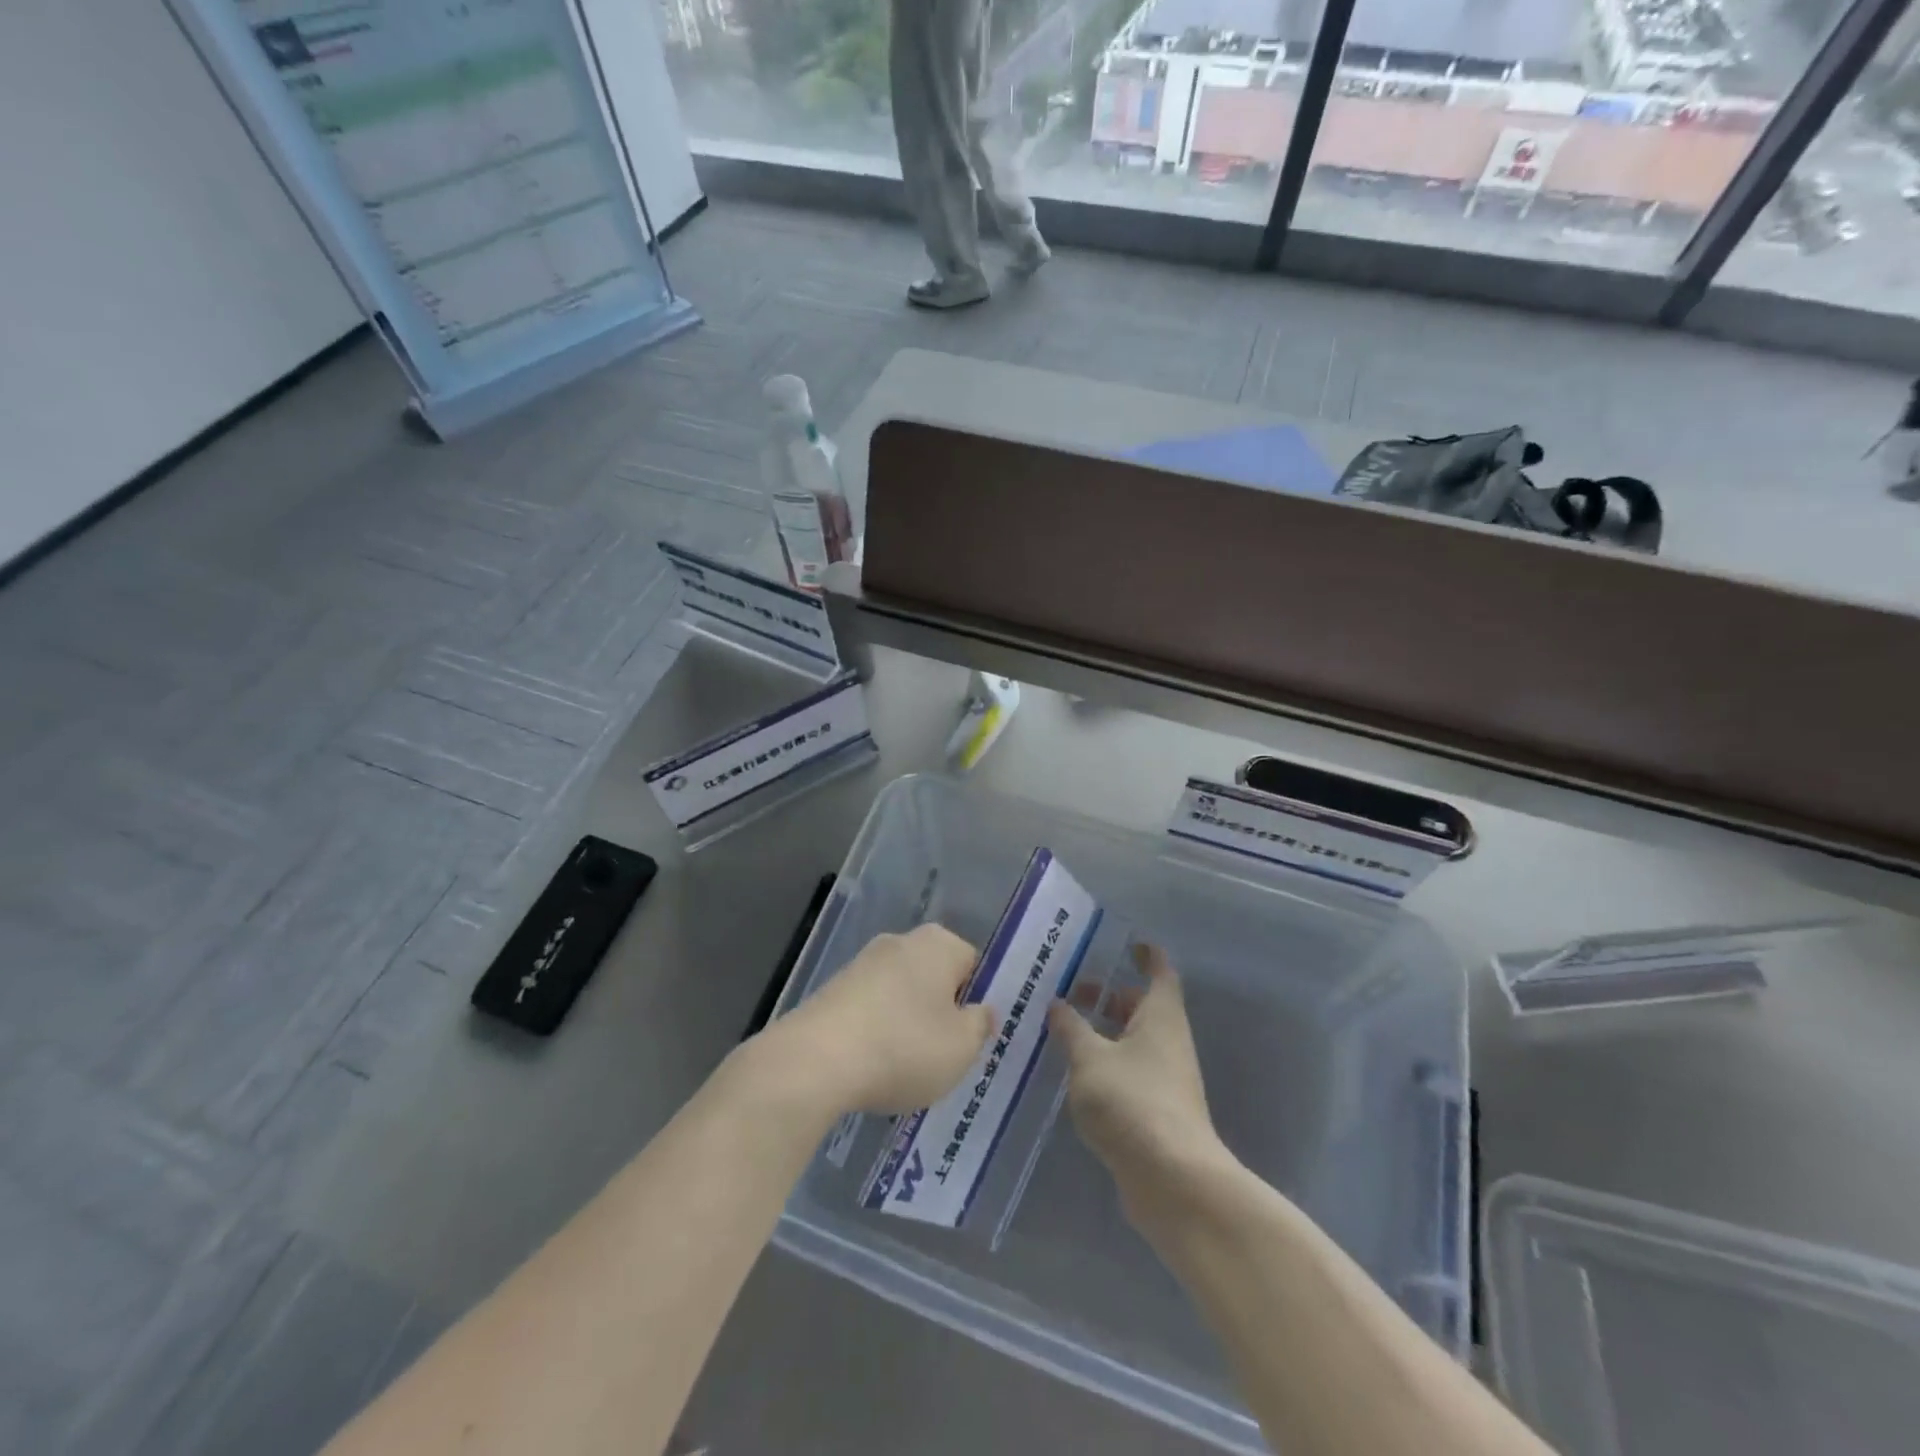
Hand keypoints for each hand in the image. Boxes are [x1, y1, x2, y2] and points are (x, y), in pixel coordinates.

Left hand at [771, 924, 993, 1115]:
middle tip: (942, 1055)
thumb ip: (980, 1025)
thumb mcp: (961, 1047)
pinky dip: (876, 1031)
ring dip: (906, 1023)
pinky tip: (871, 1065)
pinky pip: (870, 1008)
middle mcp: (901, 941)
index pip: (972, 965)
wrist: (816, 1060)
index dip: (975, 1001)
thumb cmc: (904, 1047)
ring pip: (901, 994)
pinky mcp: (833, 987)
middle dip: (939, 1011)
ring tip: (903, 1068)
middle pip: (934, 976)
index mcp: (939, 943)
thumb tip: (981, 1011)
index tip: (968, 1038)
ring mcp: (862, 963)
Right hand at [1049, 943, 1225, 1200]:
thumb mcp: (1089, 1058)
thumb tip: (1057, 1004)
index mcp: (1160, 1017)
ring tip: (1064, 1031)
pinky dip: (1107, 1064)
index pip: (1160, 972)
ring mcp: (1166, 1078)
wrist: (1172, 1180)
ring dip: (1104, 1033)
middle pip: (1142, 1007)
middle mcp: (1168, 1042)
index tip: (1128, 944)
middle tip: (1072, 992)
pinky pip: (1130, 1072)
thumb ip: (1071, 1028)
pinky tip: (1077, 1074)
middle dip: (1110, 997)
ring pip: (1134, 1042)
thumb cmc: (1132, 1101)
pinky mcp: (1157, 1111)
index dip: (1147, 954)